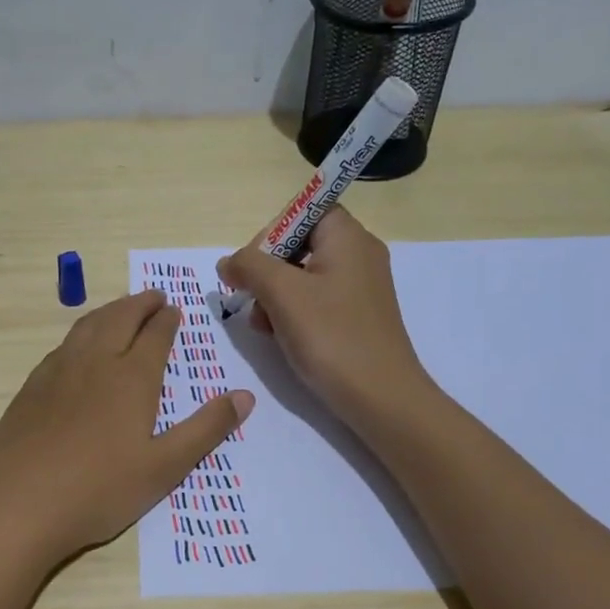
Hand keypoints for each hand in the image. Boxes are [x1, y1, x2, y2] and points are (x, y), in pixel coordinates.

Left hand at [0, 290, 254, 564]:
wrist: (17, 504)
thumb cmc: (99, 490)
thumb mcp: (165, 467)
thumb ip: (206, 429)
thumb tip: (245, 396)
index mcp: (131, 378)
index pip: (154, 335)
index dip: (166, 320)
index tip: (174, 308)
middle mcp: (94, 363)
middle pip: (119, 319)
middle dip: (139, 304)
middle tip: (153, 296)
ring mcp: (57, 373)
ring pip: (87, 327)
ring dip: (109, 311)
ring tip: (120, 309)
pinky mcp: (31, 388)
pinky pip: (62, 346)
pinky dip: (80, 333)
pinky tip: (78, 347)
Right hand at [217, 207, 430, 426]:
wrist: (381, 398)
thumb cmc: (331, 337)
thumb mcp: (282, 294)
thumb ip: (249, 266)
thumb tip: (228, 262)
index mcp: (347, 237)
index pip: (304, 210)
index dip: (272, 232)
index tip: (251, 265)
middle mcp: (358, 255)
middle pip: (299, 243)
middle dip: (267, 270)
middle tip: (250, 298)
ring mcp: (360, 288)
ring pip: (303, 275)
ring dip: (274, 295)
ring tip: (263, 325)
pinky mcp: (357, 316)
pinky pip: (316, 300)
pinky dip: (293, 312)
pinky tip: (280, 336)